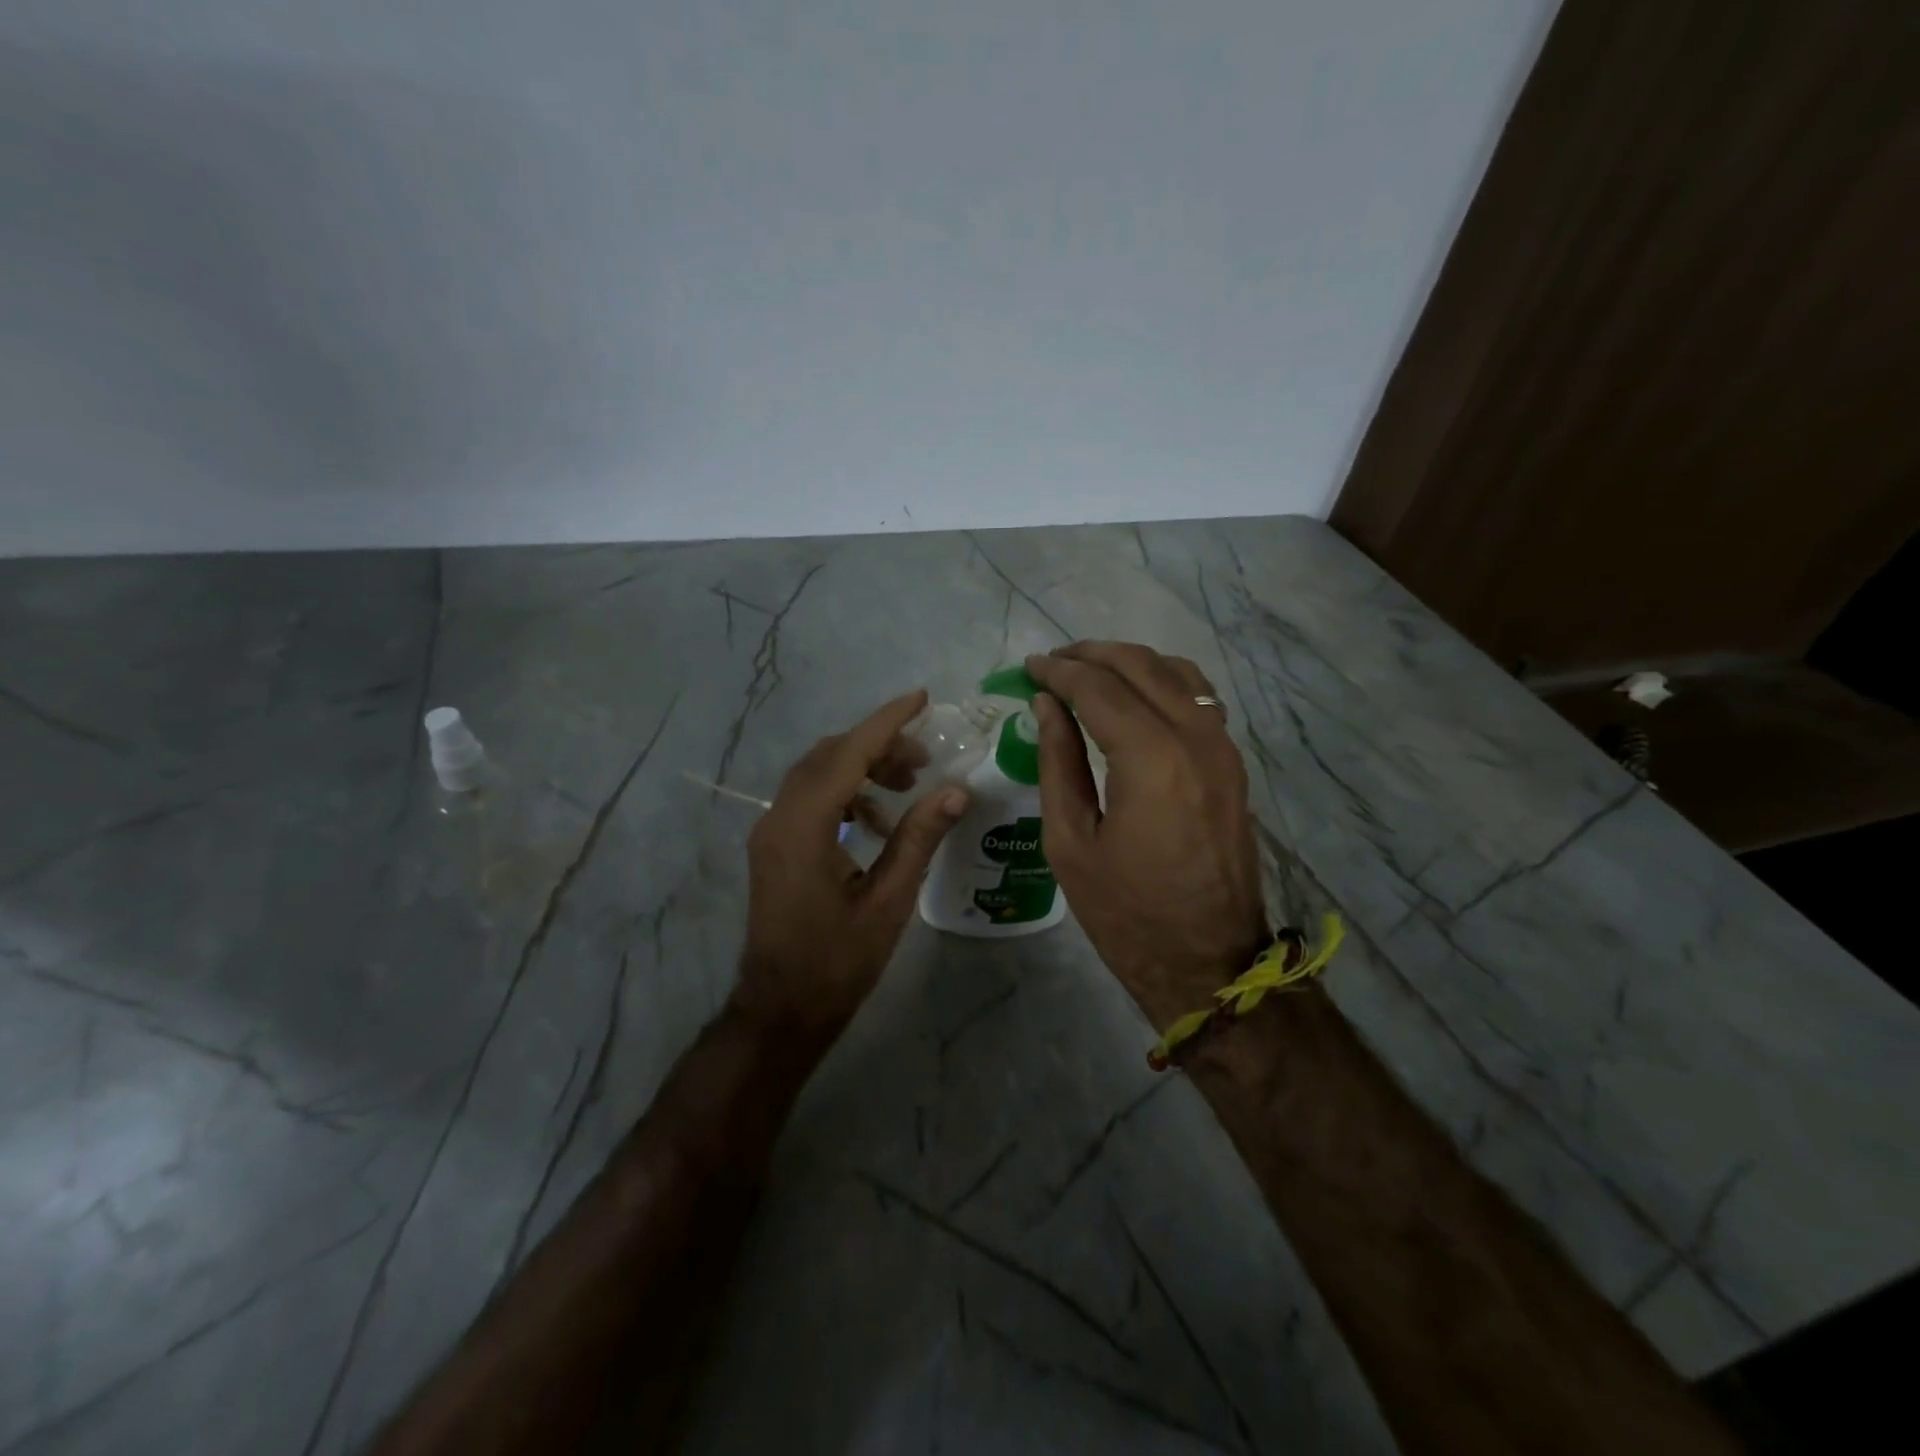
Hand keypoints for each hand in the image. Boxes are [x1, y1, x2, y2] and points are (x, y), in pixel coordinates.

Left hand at [734, 690, 967, 1032]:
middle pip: (829, 756)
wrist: (781, 1009)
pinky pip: (810, 798)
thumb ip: (918, 838)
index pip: (848, 754)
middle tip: (925, 760)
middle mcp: (779, 817)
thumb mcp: (889, 900)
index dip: (887, 723)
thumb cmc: (837, 962)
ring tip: (908, 786)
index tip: (922, 699)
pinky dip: (846, 794)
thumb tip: (956, 790)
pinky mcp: (774, 845)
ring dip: (861, 768)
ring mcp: (771, 831)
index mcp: (804, 827)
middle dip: (878, 746)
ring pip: (818, 773)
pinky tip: (878, 821)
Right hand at [1025, 645, 1268, 1028]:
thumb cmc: (1125, 912)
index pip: (1098, 688)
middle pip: (1141, 666)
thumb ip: (1058, 762)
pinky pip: (1198, 698)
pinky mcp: (1232, 764)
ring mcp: (1223, 748)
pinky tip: (1134, 698)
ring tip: (1089, 672)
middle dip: (1091, 655)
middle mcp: (1195, 738)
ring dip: (1129, 663)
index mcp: (1151, 759)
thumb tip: (1048, 706)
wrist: (1208, 962)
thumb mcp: (1070, 842)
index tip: (1029, 667)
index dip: (1059, 672)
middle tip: (1052, 663)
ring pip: (1177, 673)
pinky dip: (1162, 682)